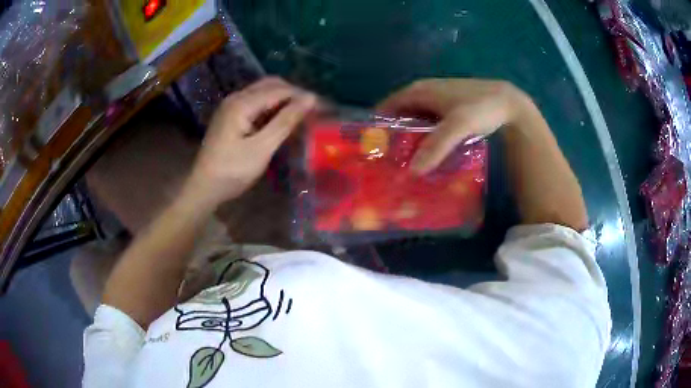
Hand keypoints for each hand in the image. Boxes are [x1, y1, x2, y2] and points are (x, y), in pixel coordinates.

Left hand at [183, 78, 315, 209]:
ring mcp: (231, 106)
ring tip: (300, 115)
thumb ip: (285, 121)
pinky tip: (281, 120)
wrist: (204, 187)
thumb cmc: (232, 171)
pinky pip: (256, 103)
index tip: (322, 107)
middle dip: (293, 94)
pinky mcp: (231, 116)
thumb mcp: (262, 148)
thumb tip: (310, 99)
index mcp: (242, 103)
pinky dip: (271, 107)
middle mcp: (236, 98)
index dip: (302, 95)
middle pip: (270, 85)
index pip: (279, 89)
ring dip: (283, 99)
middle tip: (312, 110)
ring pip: (263, 92)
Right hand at [378, 78, 531, 173]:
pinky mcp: (448, 109)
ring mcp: (437, 100)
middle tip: (388, 160)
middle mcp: (423, 93)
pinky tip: (427, 152)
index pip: (387, 106)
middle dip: (393, 135)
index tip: (372, 148)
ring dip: (409, 137)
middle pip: (400, 114)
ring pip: (415, 120)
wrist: (508, 102)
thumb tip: (412, 171)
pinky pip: (429, 123)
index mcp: (419, 91)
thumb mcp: (457, 126)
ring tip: (404, 161)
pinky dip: (425, 136)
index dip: (377, 124)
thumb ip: (435, 147)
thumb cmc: (480, 107)